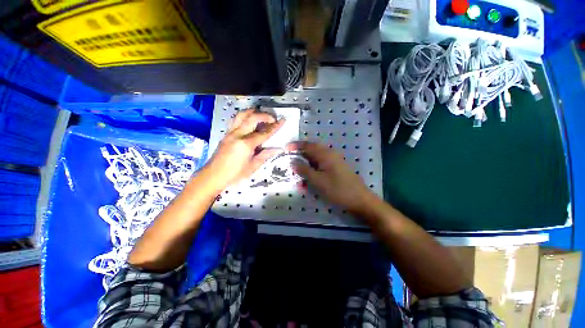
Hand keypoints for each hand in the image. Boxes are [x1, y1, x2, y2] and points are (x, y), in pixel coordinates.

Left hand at [205, 109, 284, 189]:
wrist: (213, 176)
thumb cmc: (234, 174)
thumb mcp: (253, 166)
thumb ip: (265, 155)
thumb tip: (277, 149)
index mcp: (246, 144)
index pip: (264, 133)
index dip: (275, 126)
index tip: (282, 120)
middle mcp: (237, 134)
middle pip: (252, 117)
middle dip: (264, 115)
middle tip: (273, 118)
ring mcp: (230, 133)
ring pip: (241, 114)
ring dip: (252, 112)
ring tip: (260, 115)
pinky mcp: (226, 134)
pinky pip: (235, 120)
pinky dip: (244, 117)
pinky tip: (249, 122)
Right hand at [288, 142, 372, 213]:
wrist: (360, 200)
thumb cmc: (338, 189)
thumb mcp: (318, 181)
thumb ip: (304, 170)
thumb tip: (293, 161)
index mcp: (326, 154)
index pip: (308, 145)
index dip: (296, 146)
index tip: (285, 149)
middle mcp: (330, 154)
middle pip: (312, 150)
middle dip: (300, 154)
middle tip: (291, 160)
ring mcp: (334, 161)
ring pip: (316, 158)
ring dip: (307, 162)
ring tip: (299, 171)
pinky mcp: (336, 168)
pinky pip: (321, 165)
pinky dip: (313, 168)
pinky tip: (310, 176)